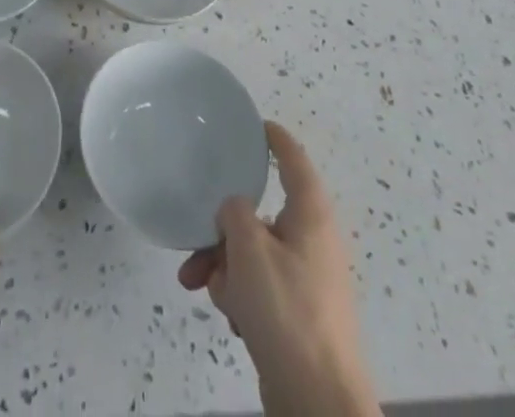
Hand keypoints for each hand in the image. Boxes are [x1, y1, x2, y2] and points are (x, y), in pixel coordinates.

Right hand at [177, 122, 378, 416]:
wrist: (318, 403)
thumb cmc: (286, 310)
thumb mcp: (249, 248)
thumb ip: (234, 213)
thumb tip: (234, 210)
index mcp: (310, 214)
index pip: (294, 160)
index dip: (275, 139)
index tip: (254, 125)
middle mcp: (312, 241)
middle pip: (260, 215)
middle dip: (222, 230)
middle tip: (195, 243)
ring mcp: (307, 280)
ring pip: (254, 253)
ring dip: (224, 266)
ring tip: (201, 287)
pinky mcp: (298, 316)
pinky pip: (261, 288)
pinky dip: (241, 295)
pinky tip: (231, 318)